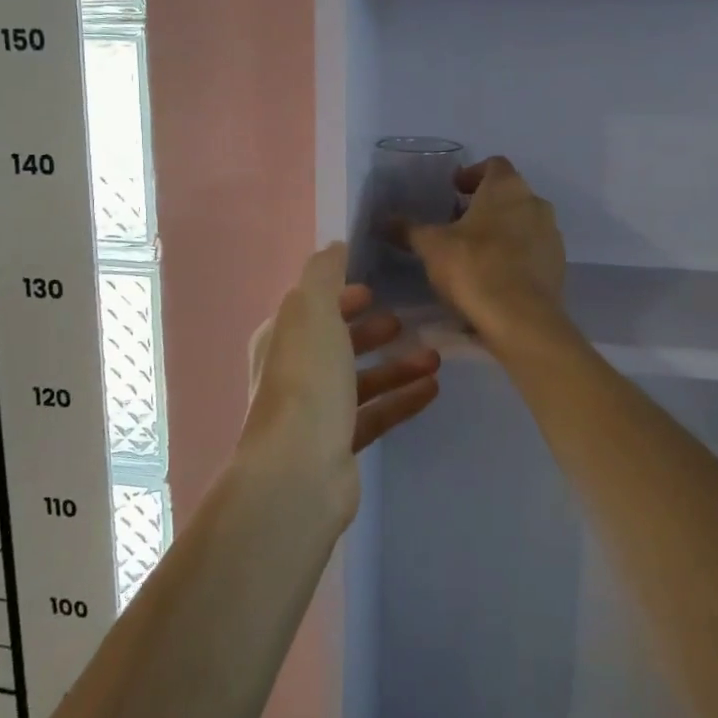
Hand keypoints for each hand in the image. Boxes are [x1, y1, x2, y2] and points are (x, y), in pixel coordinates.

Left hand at [241, 243, 441, 516]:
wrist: (299, 471)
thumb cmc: (307, 380)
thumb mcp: (313, 310)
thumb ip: (324, 273)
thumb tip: (335, 245)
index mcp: (282, 338)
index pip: (311, 308)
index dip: (340, 296)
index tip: (373, 289)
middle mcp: (294, 373)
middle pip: (336, 344)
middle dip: (370, 331)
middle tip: (405, 321)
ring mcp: (316, 413)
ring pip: (360, 381)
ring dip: (395, 366)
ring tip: (434, 358)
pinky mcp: (339, 446)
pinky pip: (375, 414)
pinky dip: (401, 399)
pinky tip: (432, 389)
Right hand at [404, 156, 564, 338]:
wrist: (522, 320)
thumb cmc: (474, 267)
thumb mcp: (431, 247)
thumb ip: (409, 230)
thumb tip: (385, 220)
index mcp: (507, 187)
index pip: (493, 165)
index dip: (472, 174)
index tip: (453, 190)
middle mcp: (535, 203)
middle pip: (508, 195)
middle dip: (483, 206)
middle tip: (456, 223)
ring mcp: (551, 236)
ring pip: (522, 223)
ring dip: (499, 231)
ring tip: (472, 253)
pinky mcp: (557, 266)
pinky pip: (531, 252)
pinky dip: (513, 256)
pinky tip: (492, 277)